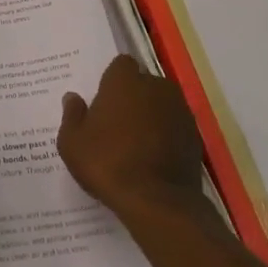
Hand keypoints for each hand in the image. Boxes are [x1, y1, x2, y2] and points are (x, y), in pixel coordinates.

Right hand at [58, 55, 208, 222]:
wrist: (157, 201)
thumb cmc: (107, 163)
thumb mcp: (72, 143)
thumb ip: (72, 115)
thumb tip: (73, 98)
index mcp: (125, 81)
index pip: (121, 64)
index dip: (113, 80)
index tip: (104, 101)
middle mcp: (156, 86)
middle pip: (143, 83)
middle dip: (133, 96)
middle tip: (117, 123)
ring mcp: (180, 110)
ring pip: (162, 104)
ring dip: (151, 115)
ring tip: (137, 143)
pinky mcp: (195, 135)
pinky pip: (175, 126)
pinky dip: (167, 135)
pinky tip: (154, 157)